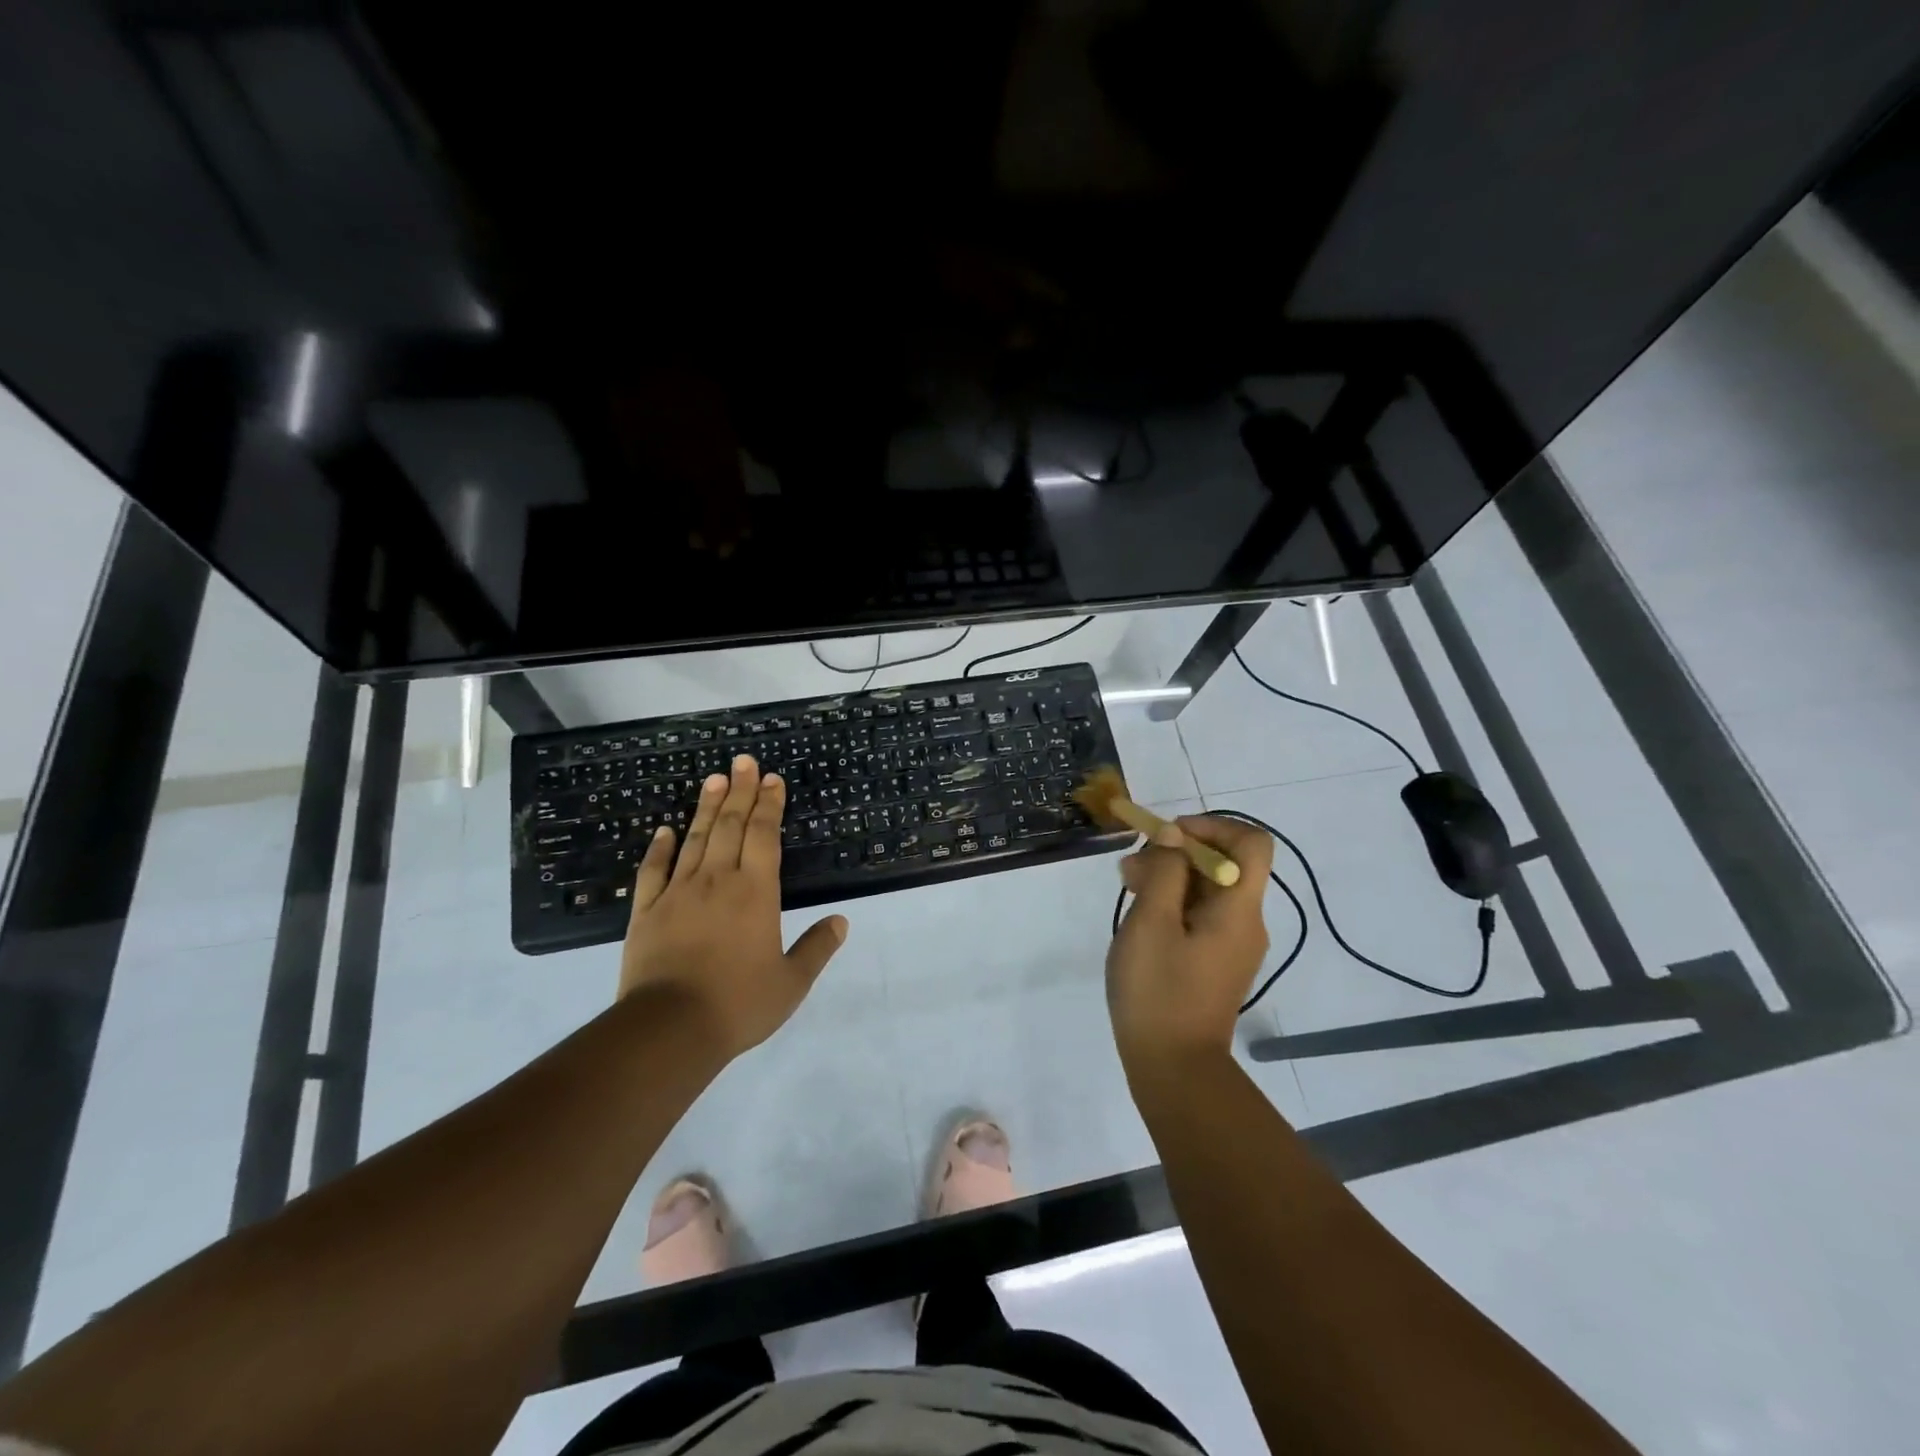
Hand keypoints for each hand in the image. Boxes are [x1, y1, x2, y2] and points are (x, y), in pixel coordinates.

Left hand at [619, 754, 847, 1058]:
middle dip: (740, 791)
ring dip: (706, 808)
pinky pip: (653, 870)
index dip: (769, 805)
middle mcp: (718, 881)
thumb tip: (841, 921)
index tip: (772, 780)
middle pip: (731, 826)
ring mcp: (678, 893)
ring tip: (713, 779)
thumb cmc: (738, 1004)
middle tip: (743, 761)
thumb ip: (816, 948)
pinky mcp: (647, 911)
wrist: (669, 1029)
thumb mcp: (791, 982)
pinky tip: (664, 829)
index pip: (764, 835)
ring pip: (695, 839)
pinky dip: (659, 847)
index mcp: (756, 892)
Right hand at [1106, 815, 1273, 1078]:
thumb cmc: (1159, 991)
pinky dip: (1172, 904)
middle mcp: (1245, 922)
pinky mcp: (1216, 963)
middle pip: (1225, 864)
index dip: (1212, 826)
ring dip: (1169, 877)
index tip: (1169, 837)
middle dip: (1177, 853)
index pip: (1251, 843)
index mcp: (1239, 909)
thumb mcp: (1151, 922)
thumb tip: (1173, 837)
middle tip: (1132, 866)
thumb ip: (1163, 871)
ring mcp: (1232, 945)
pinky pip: (1201, 916)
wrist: (1174, 1070)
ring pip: (1208, 890)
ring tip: (1126, 887)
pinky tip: (1140, 918)